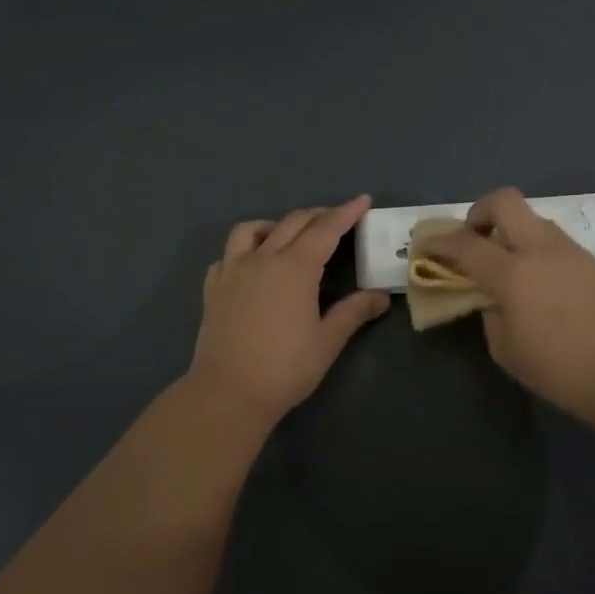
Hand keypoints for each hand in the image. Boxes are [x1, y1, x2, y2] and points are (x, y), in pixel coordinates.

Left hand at [186, 194, 390, 422]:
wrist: (228, 393)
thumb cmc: (285, 368)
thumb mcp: (328, 341)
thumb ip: (354, 312)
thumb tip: (381, 296)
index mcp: (295, 268)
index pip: (325, 229)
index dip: (346, 212)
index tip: (363, 200)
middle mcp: (262, 259)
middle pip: (292, 223)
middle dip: (318, 215)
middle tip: (337, 218)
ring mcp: (232, 272)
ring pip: (250, 230)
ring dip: (274, 225)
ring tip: (288, 237)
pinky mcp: (213, 290)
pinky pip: (226, 256)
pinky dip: (242, 251)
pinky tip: (251, 266)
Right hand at [416, 188, 594, 422]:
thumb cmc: (559, 369)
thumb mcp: (505, 348)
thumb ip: (490, 312)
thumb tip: (492, 296)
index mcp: (513, 274)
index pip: (465, 244)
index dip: (438, 242)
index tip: (425, 246)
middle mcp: (540, 249)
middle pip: (503, 201)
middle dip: (479, 213)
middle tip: (472, 240)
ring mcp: (569, 250)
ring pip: (531, 218)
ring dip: (510, 230)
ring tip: (505, 264)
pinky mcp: (589, 259)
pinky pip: (551, 239)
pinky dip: (533, 247)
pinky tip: (536, 279)